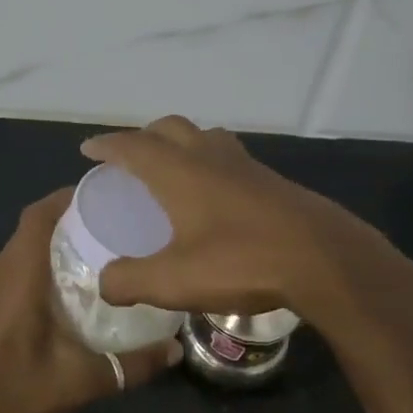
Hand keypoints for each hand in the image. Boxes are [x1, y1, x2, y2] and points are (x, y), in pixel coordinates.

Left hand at [0, 188, 180, 412]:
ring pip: (23, 247)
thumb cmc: (14, 391)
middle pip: (33, 226)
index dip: (68, 197)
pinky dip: (40, 263)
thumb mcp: (80, 381)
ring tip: (99, 250)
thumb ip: (130, 364)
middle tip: (114, 224)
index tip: (105, 195)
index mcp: (18, 273)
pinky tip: (69, 288)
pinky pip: (15, 267)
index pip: (39, 214)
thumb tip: (175, 349)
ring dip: (54, 242)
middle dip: (70, 218)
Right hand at [79, 115, 397, 323]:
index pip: (133, 146)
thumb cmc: (241, 261)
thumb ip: (131, 281)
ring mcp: (245, 166)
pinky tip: (217, 195)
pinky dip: (211, 162)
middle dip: (145, 136)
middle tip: (131, 157)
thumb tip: (104, 283)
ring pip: (205, 137)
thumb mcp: (174, 281)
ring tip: (174, 168)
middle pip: (171, 128)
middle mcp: (210, 157)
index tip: (89, 149)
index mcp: (179, 172)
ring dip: (182, 143)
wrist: (322, 258)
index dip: (107, 145)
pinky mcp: (272, 181)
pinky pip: (230, 157)